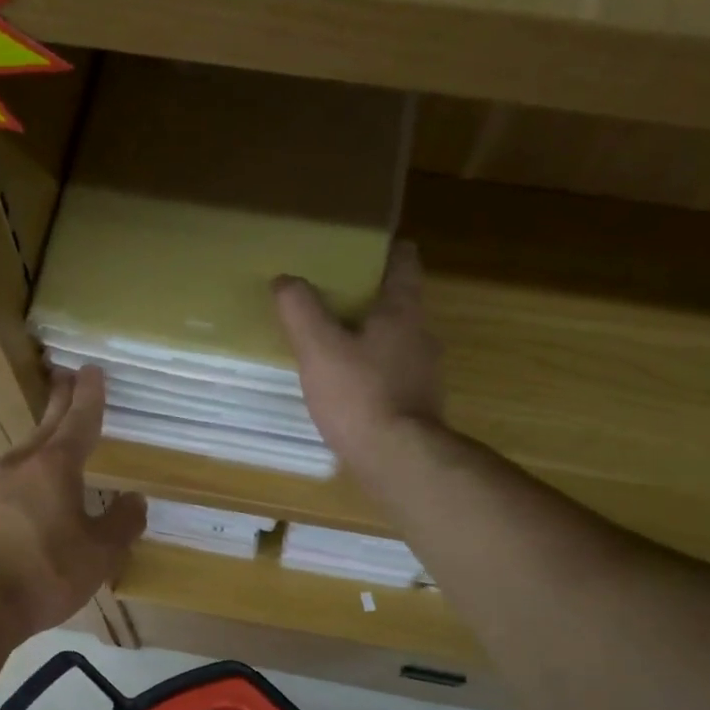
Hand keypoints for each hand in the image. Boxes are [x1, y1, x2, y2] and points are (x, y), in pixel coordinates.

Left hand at [0, 366, 145, 646]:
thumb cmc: (42, 575)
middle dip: (61, 401)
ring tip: (53, 436)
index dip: (90, 396)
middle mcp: (19, 466)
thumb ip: (121, 524)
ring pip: (24, 453)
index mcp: (54, 467)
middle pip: (46, 426)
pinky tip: (26, 491)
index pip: (79, 421)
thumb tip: (135, 499)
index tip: (92, 370)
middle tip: (67, 377)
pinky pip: (7, 482)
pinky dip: (24, 474)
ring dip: (42, 439)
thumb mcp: (98, 555)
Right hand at [274, 241, 443, 471]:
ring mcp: (425, 372)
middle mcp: (422, 334)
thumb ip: (300, 309)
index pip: (403, 260)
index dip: (382, 249)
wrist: (398, 460)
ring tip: (332, 344)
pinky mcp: (418, 404)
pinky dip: (372, 372)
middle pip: (398, 301)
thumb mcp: (319, 348)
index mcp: (403, 309)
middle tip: (329, 298)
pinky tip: (346, 387)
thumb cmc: (360, 395)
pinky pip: (393, 374)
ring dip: (369, 337)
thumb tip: (285, 280)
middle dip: (367, 297)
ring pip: (395, 340)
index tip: (354, 251)